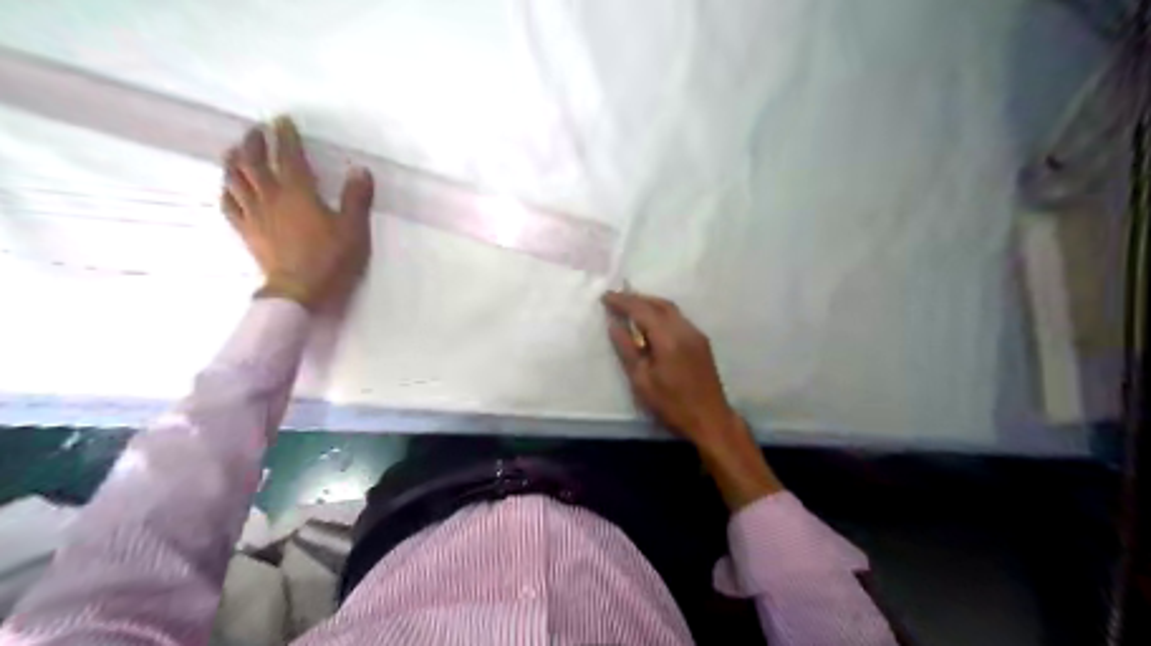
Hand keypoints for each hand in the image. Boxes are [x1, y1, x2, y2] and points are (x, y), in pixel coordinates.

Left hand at [219, 116, 373, 311]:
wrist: (300, 291)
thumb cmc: (330, 259)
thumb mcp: (354, 229)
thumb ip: (356, 198)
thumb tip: (360, 170)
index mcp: (298, 192)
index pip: (288, 156)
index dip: (285, 137)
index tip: (283, 121)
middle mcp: (270, 196)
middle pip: (253, 161)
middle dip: (254, 142)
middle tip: (257, 130)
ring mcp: (254, 214)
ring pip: (235, 179)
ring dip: (234, 160)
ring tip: (236, 150)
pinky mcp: (247, 231)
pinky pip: (230, 204)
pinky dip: (227, 190)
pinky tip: (229, 186)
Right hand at [603, 293, 737, 447]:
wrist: (710, 419)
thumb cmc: (672, 404)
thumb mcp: (642, 380)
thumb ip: (626, 349)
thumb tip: (614, 325)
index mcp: (668, 338)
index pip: (642, 310)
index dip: (623, 301)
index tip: (605, 296)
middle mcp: (684, 329)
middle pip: (659, 304)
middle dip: (637, 298)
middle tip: (616, 298)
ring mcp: (696, 334)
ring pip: (671, 309)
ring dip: (650, 304)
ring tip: (630, 307)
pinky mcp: (701, 341)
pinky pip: (678, 318)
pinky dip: (661, 313)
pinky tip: (651, 322)